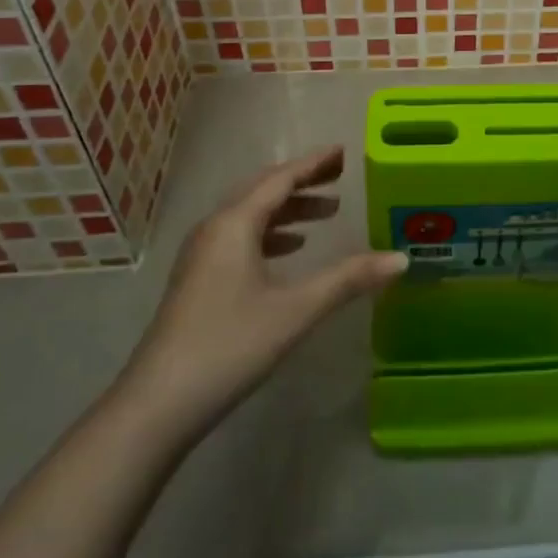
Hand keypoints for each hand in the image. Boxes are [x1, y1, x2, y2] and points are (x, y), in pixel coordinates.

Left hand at [116, 144, 406, 439]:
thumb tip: (400, 259)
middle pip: (263, 190)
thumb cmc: (229, 346)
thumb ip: (348, 280)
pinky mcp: (197, 280)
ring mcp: (201, 255)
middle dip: (302, 182)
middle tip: (339, 177)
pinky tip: (290, 250)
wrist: (157, 405)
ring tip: (326, 213)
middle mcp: (215, 228)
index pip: (281, 180)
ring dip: (288, 209)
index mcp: (235, 224)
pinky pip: (240, 238)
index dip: (314, 164)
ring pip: (250, 215)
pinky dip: (270, 233)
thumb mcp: (295, 310)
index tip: (343, 152)